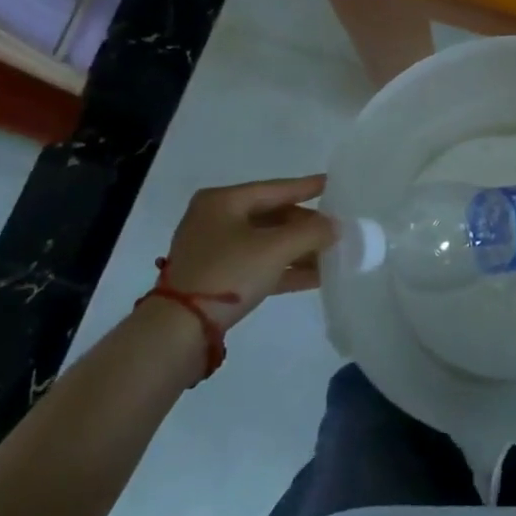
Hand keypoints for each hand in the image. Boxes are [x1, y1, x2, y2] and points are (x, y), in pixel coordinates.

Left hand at [157, 176, 336, 330]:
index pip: (275, 189)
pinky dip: (285, 269)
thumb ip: (311, 232)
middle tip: (337, 229)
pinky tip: (316, 276)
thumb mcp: (275, 248)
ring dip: (299, 250)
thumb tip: (335, 226)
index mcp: (223, 201)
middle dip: (306, 226)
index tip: (333, 183)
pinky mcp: (217, 279)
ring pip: (267, 243)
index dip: (306, 187)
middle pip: (272, 216)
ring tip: (333, 254)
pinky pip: (259, 265)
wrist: (178, 332)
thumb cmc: (227, 273)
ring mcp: (215, 251)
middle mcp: (216, 219)